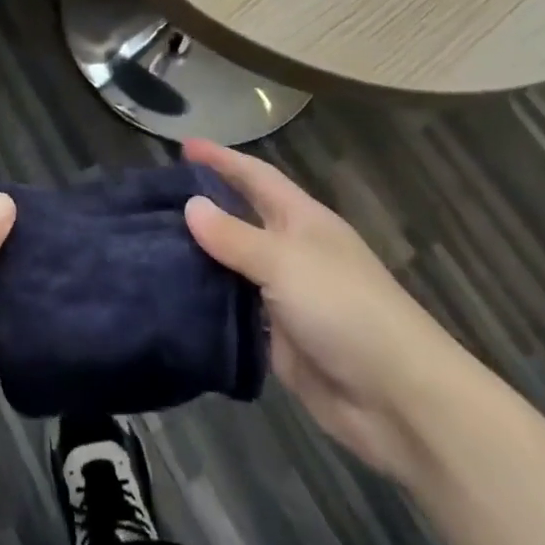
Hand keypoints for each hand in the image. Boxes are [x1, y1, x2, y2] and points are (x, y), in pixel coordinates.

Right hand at [182, 139, 482, 480]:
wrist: (397, 399)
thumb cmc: (345, 309)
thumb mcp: (284, 261)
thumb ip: (234, 235)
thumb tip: (190, 205)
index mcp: (301, 220)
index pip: (255, 176)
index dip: (221, 158)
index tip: (183, 144)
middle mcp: (291, 251)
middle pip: (240, 217)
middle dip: (203, 203)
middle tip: (152, 196)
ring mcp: (284, 295)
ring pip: (232, 265)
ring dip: (198, 254)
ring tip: (147, 243)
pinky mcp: (277, 338)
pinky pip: (233, 309)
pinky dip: (206, 300)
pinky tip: (170, 295)